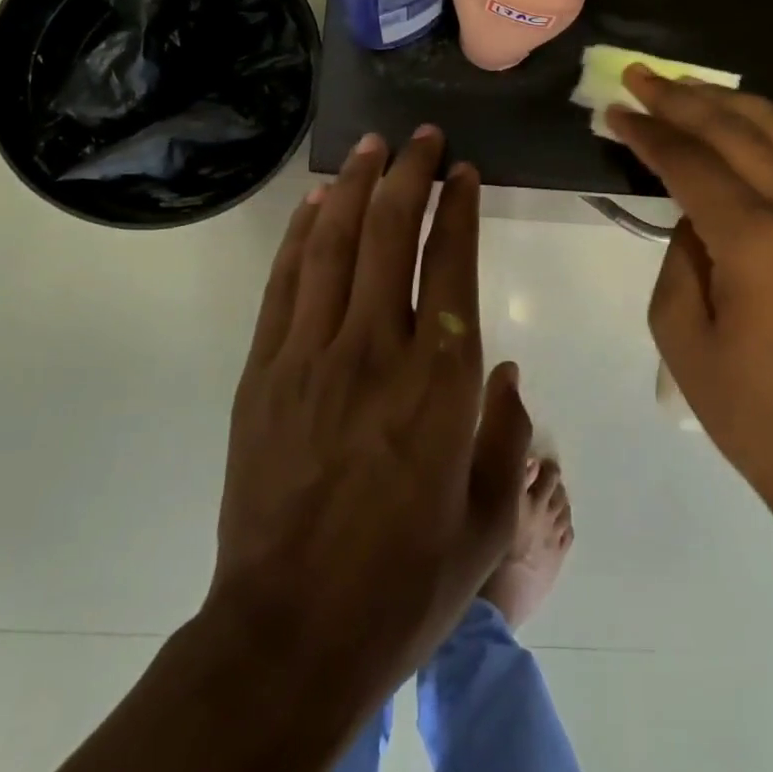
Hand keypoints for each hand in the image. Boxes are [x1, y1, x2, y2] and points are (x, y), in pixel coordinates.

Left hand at [208, 127, 530, 714]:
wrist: (291, 635)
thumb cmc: (404, 582)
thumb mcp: (488, 519)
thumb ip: (507, 435)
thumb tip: (504, 374)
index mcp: (441, 380)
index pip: (451, 263)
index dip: (459, 208)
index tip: (464, 172)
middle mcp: (377, 348)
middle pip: (391, 234)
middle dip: (410, 175)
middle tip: (422, 137)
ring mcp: (311, 354)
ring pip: (335, 244)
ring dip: (356, 186)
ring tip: (371, 146)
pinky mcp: (265, 371)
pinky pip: (285, 283)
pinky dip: (302, 234)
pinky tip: (316, 203)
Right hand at [606, 68, 772, 499]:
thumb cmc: (744, 403)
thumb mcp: (678, 329)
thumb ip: (679, 252)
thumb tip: (693, 210)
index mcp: (756, 240)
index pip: (693, 163)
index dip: (650, 132)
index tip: (615, 110)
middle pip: (737, 130)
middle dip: (683, 97)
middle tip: (639, 75)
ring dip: (727, 100)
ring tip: (683, 85)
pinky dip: (763, 127)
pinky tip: (733, 122)